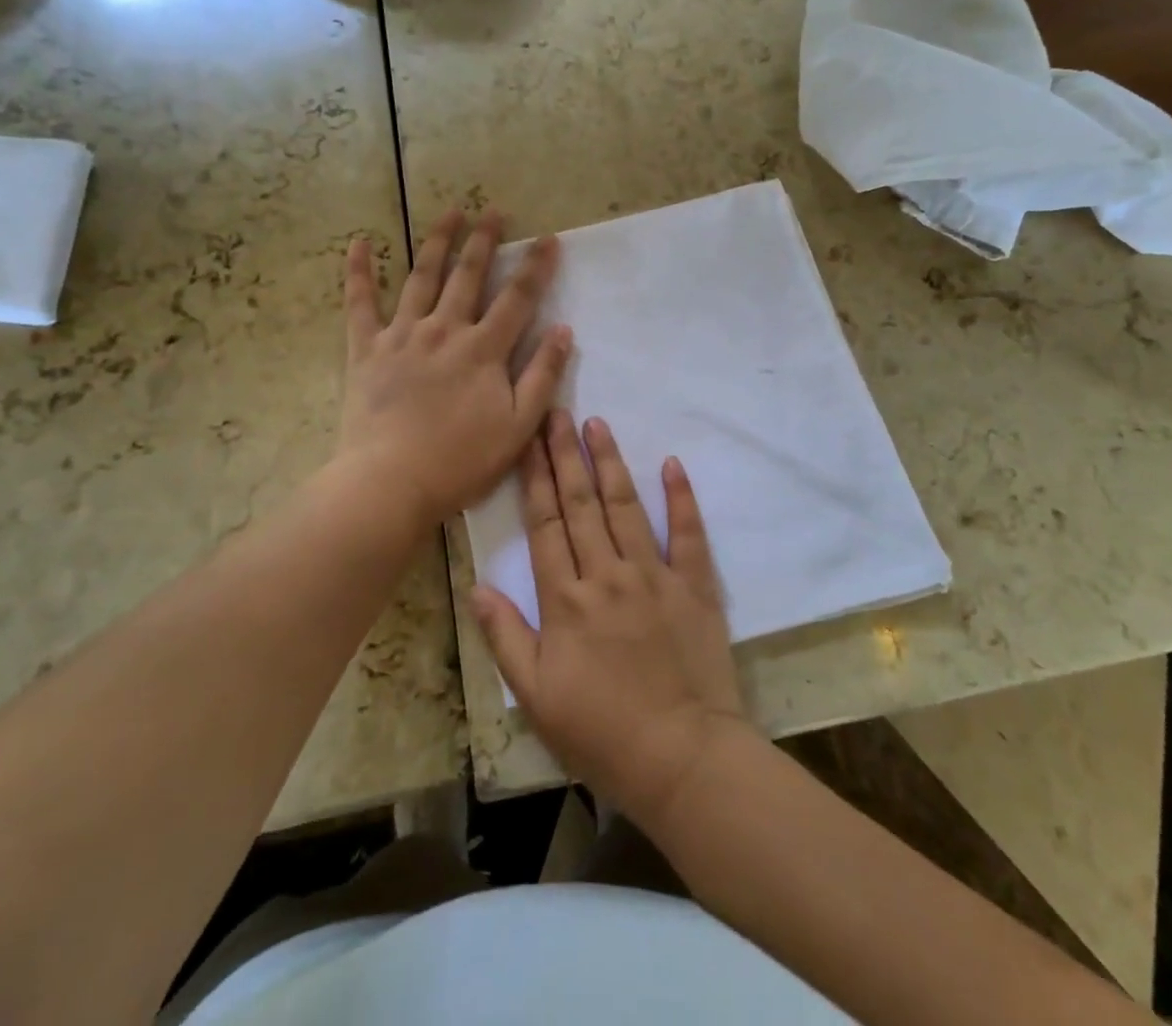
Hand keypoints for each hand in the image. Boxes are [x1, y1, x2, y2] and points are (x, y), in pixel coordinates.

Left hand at [338, 211, 571, 527]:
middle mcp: (444, 330)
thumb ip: (542, 376)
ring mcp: (402, 335)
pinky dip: (358, 271)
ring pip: (421, 277)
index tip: (548, 239)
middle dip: (484, 241)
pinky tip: (359, 242)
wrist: (390, 482)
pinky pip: (359, 302)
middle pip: (468, 275)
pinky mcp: (366, 348)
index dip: (536, 267)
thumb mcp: (518, 427)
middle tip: (494, 211)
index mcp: (483, 349)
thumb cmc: (460, 461)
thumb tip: (562, 331)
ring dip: (437, 242)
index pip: (517, 298)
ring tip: (450, 213)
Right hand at [470, 410, 754, 831]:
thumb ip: (504, 636)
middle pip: (580, 504)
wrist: (682, 760)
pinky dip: (681, 497)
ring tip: (597, 423)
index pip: (545, 525)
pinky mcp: (694, 586)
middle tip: (557, 412)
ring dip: (610, 462)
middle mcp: (607, 574)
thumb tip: (477, 583)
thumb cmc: (601, 732)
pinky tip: (671, 464)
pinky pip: (688, 533)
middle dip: (566, 454)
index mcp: (565, 599)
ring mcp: (654, 575)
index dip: (534, 478)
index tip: (528, 440)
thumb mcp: (535, 696)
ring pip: (626, 506)